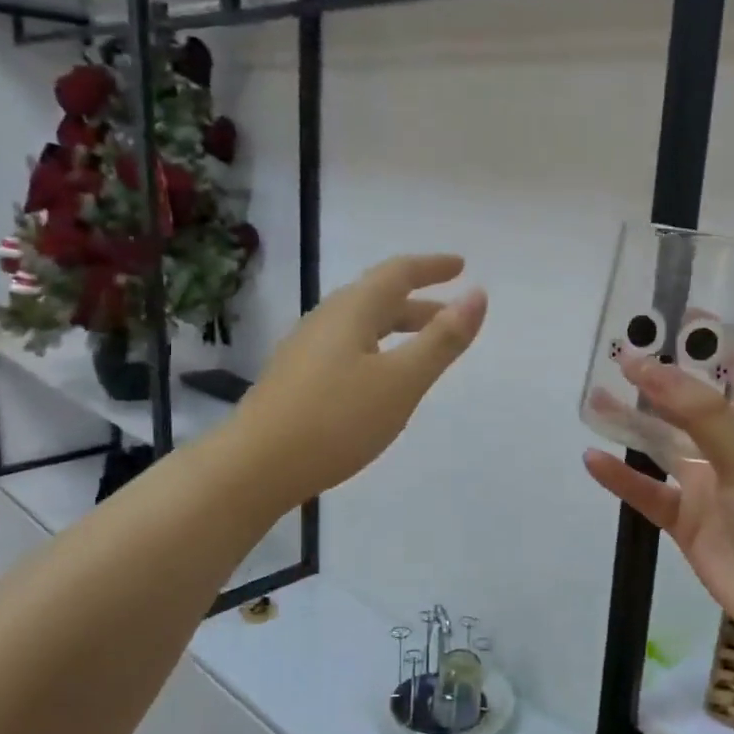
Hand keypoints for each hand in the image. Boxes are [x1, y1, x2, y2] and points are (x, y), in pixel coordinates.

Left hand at [238, 254, 486, 505]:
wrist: (255, 466)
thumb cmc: (336, 420)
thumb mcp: (401, 381)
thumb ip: (442, 340)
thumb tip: (477, 295)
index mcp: (352, 310)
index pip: (398, 273)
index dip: (432, 268)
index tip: (460, 266)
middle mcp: (326, 320)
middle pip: (378, 298)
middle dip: (418, 303)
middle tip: (451, 314)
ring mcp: (305, 349)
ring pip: (361, 326)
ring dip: (397, 328)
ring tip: (422, 347)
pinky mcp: (295, 378)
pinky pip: (346, 348)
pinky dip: (376, 349)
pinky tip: (378, 379)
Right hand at [583, 353, 733, 650]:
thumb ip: (696, 408)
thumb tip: (644, 363)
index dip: (708, 338)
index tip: (670, 314)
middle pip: (690, 399)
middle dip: (658, 377)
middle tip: (615, 351)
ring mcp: (709, 481)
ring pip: (662, 442)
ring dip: (631, 421)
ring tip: (593, 397)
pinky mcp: (686, 518)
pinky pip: (647, 490)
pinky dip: (621, 477)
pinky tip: (592, 459)